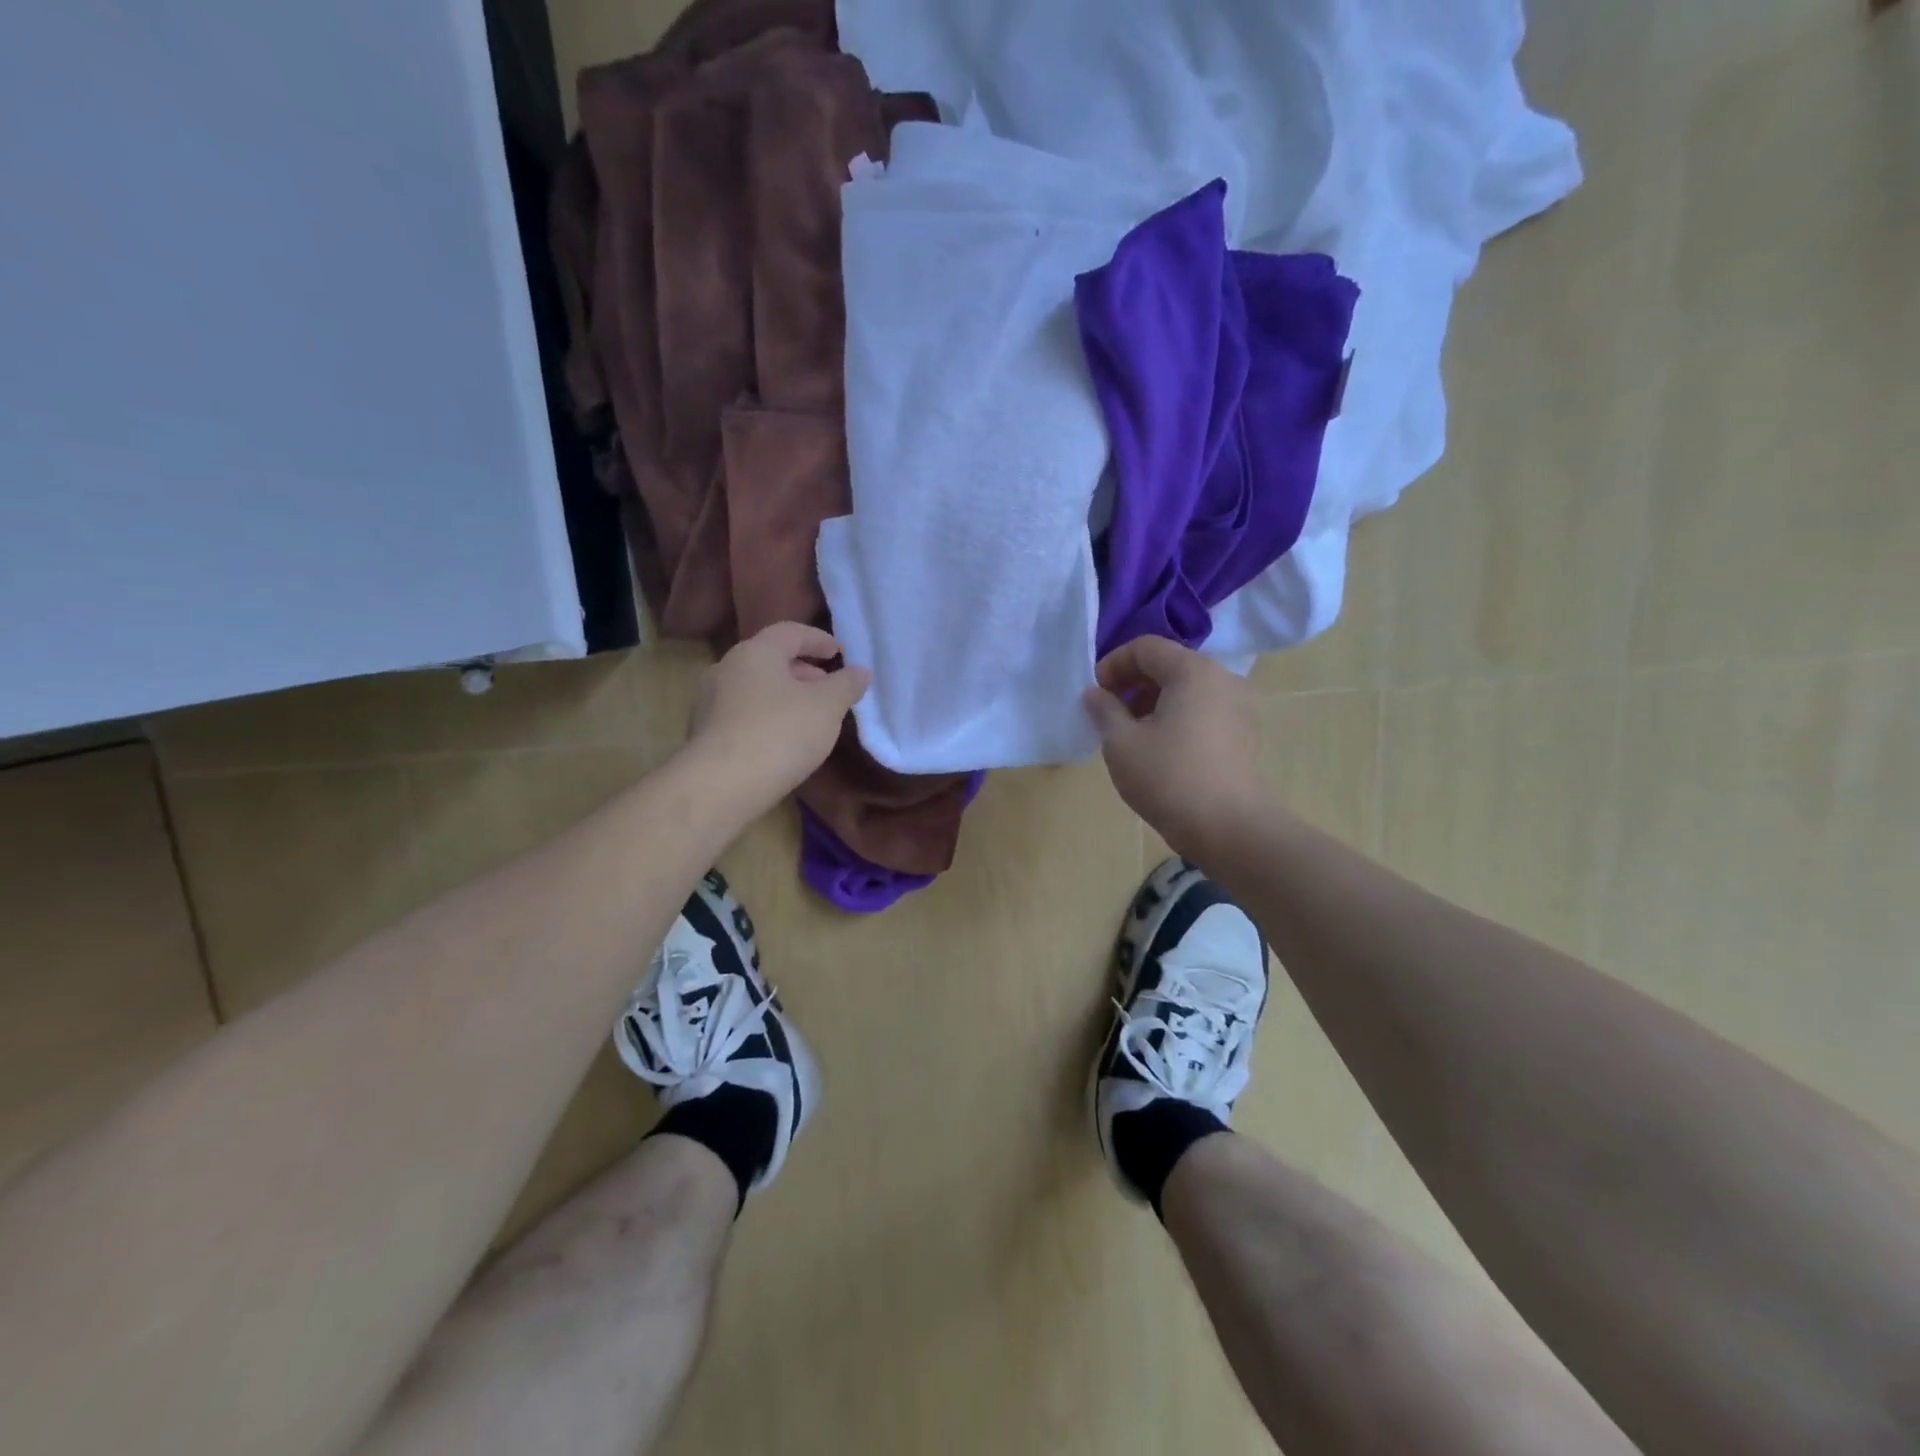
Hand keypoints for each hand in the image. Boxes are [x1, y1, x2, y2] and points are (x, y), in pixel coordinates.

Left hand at [679, 622, 870, 820]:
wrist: (721, 786)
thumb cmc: (780, 733)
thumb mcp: (827, 707)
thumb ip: (847, 685)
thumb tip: (861, 672)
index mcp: (755, 652)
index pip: (790, 632)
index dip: (818, 639)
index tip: (839, 653)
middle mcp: (726, 668)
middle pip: (770, 659)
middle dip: (803, 671)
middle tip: (827, 687)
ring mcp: (709, 702)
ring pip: (755, 688)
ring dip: (784, 695)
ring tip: (809, 717)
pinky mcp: (704, 734)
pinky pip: (743, 714)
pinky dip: (767, 716)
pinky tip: (783, 740)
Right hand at [1082, 636, 1264, 856]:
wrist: (1230, 828)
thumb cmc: (1169, 778)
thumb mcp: (1121, 743)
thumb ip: (1104, 710)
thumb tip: (1095, 694)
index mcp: (1193, 671)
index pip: (1145, 647)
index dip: (1113, 664)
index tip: (1096, 695)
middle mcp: (1223, 678)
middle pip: (1170, 664)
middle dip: (1133, 683)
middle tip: (1110, 714)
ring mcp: (1240, 706)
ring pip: (1188, 688)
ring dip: (1155, 701)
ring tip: (1133, 734)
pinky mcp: (1246, 733)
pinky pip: (1205, 709)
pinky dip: (1179, 716)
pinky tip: (1162, 749)